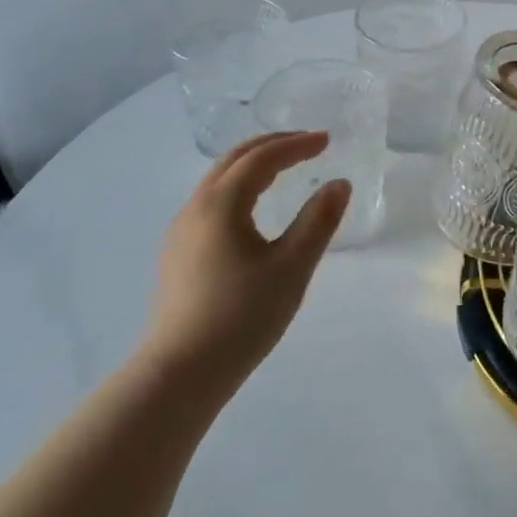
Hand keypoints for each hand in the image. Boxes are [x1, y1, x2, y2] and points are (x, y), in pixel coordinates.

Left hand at [140, 132, 349, 401]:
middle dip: (272, 145)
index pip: (262, 158)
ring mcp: (180, 232)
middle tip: (307, 143)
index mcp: (221, 204)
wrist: (178, 375)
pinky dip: (238, 187)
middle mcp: (195, 207)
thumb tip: (339, 184)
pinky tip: (252, 209)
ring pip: (218, 180)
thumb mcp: (292, 267)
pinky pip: (211, 201)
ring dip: (253, 164)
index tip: (326, 140)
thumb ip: (318, 221)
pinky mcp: (177, 254)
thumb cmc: (241, 317)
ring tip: (284, 168)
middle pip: (234, 159)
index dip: (296, 145)